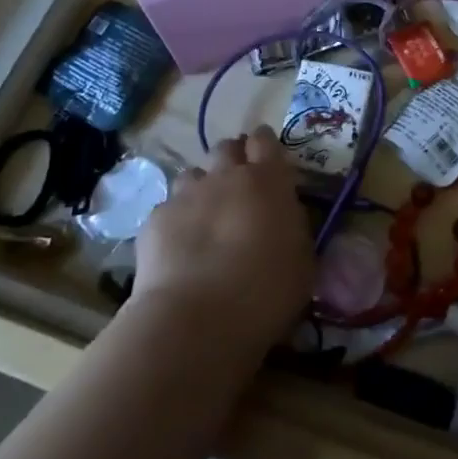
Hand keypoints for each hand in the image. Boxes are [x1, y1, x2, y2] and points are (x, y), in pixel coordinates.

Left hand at [131, 128, 311, 352]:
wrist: (197, 318)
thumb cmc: (266, 290)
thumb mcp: (303, 258)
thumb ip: (293, 226)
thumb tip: (284, 218)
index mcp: (269, 179)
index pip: (265, 140)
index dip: (265, 145)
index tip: (267, 161)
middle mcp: (226, 176)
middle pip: (226, 148)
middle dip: (232, 159)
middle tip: (238, 187)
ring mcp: (187, 194)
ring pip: (193, 175)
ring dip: (202, 188)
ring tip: (205, 218)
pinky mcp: (155, 220)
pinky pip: (168, 208)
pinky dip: (175, 221)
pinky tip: (178, 248)